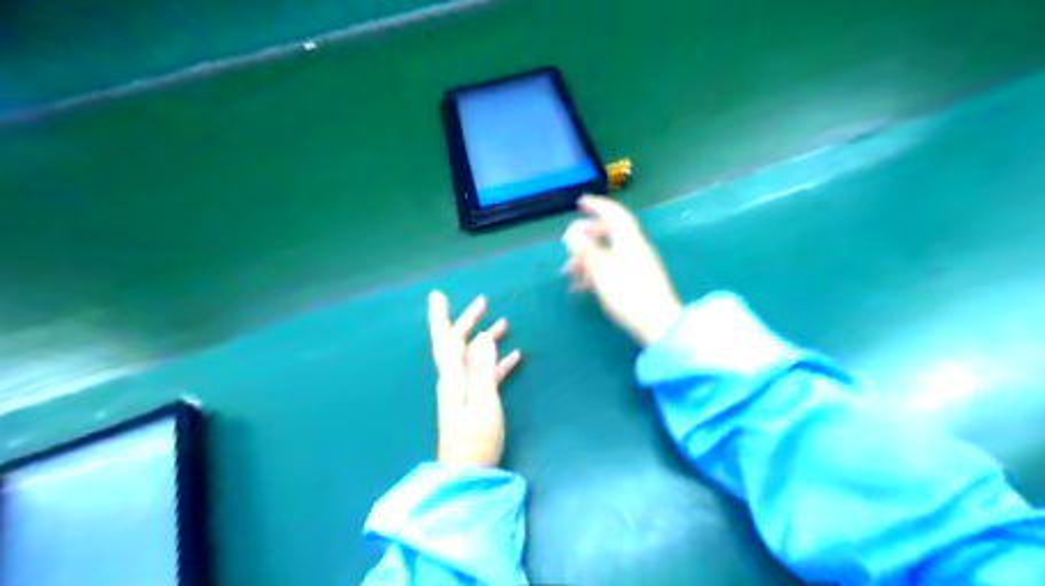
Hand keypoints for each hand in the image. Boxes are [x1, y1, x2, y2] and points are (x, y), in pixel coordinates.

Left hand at [426, 291, 520, 466]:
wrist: (467, 473)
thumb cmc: (475, 438)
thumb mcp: (482, 401)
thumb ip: (482, 368)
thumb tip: (482, 336)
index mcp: (453, 377)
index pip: (444, 339)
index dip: (440, 316)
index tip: (437, 295)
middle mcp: (454, 380)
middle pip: (458, 344)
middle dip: (468, 321)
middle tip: (483, 302)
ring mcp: (464, 392)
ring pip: (474, 357)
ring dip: (486, 340)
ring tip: (503, 324)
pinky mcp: (475, 403)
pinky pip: (485, 374)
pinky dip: (497, 363)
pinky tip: (513, 357)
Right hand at [565, 195, 686, 344]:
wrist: (661, 327)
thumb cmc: (630, 300)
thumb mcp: (603, 275)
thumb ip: (587, 252)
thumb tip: (571, 232)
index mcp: (629, 242)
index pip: (614, 214)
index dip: (597, 205)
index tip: (580, 202)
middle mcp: (636, 248)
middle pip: (610, 232)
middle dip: (586, 237)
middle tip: (567, 247)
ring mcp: (640, 263)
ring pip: (610, 251)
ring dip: (588, 257)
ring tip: (569, 275)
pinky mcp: (641, 278)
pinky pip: (615, 265)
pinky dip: (598, 270)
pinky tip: (584, 287)